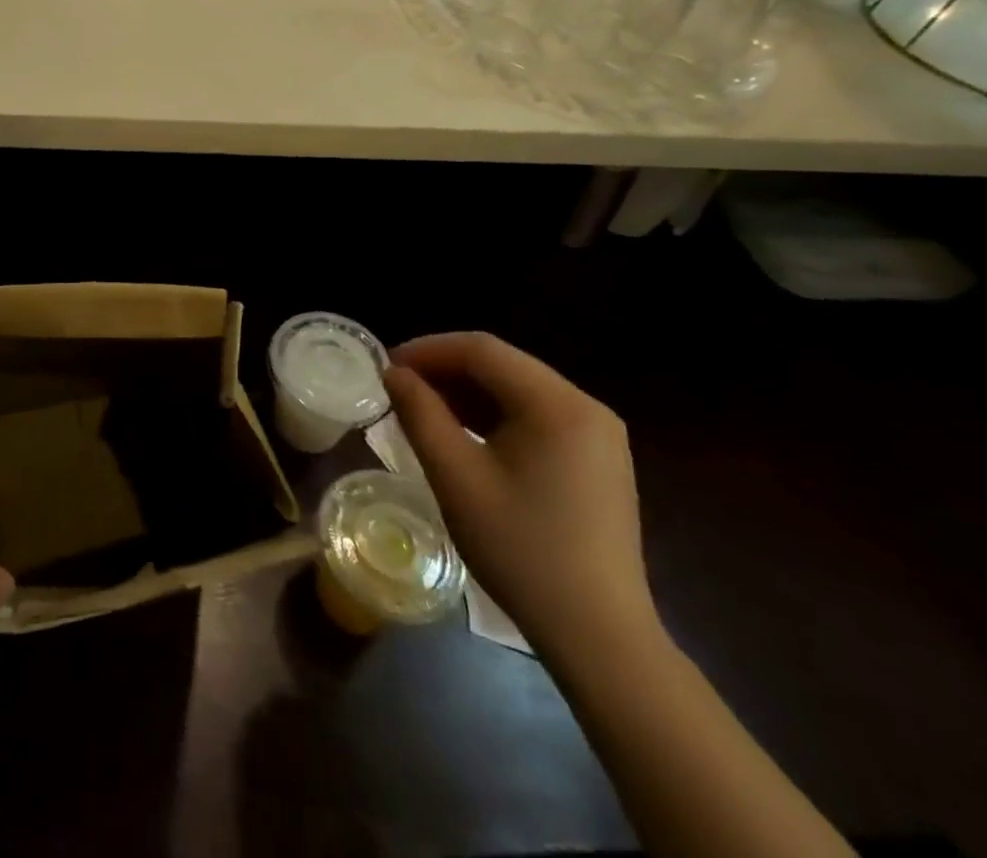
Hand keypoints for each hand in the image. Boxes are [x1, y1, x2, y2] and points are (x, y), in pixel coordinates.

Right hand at [384, 333, 655, 657]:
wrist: (600, 637)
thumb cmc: (521, 550)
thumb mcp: (456, 477)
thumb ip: (420, 414)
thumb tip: (394, 373)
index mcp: (559, 405)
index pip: (482, 350)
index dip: (428, 350)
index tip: (386, 367)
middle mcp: (586, 407)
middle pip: (502, 366)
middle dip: (445, 370)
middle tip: (399, 388)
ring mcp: (598, 435)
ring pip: (517, 390)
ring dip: (467, 393)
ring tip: (421, 409)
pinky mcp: (597, 460)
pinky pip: (536, 417)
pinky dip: (494, 417)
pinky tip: (462, 434)